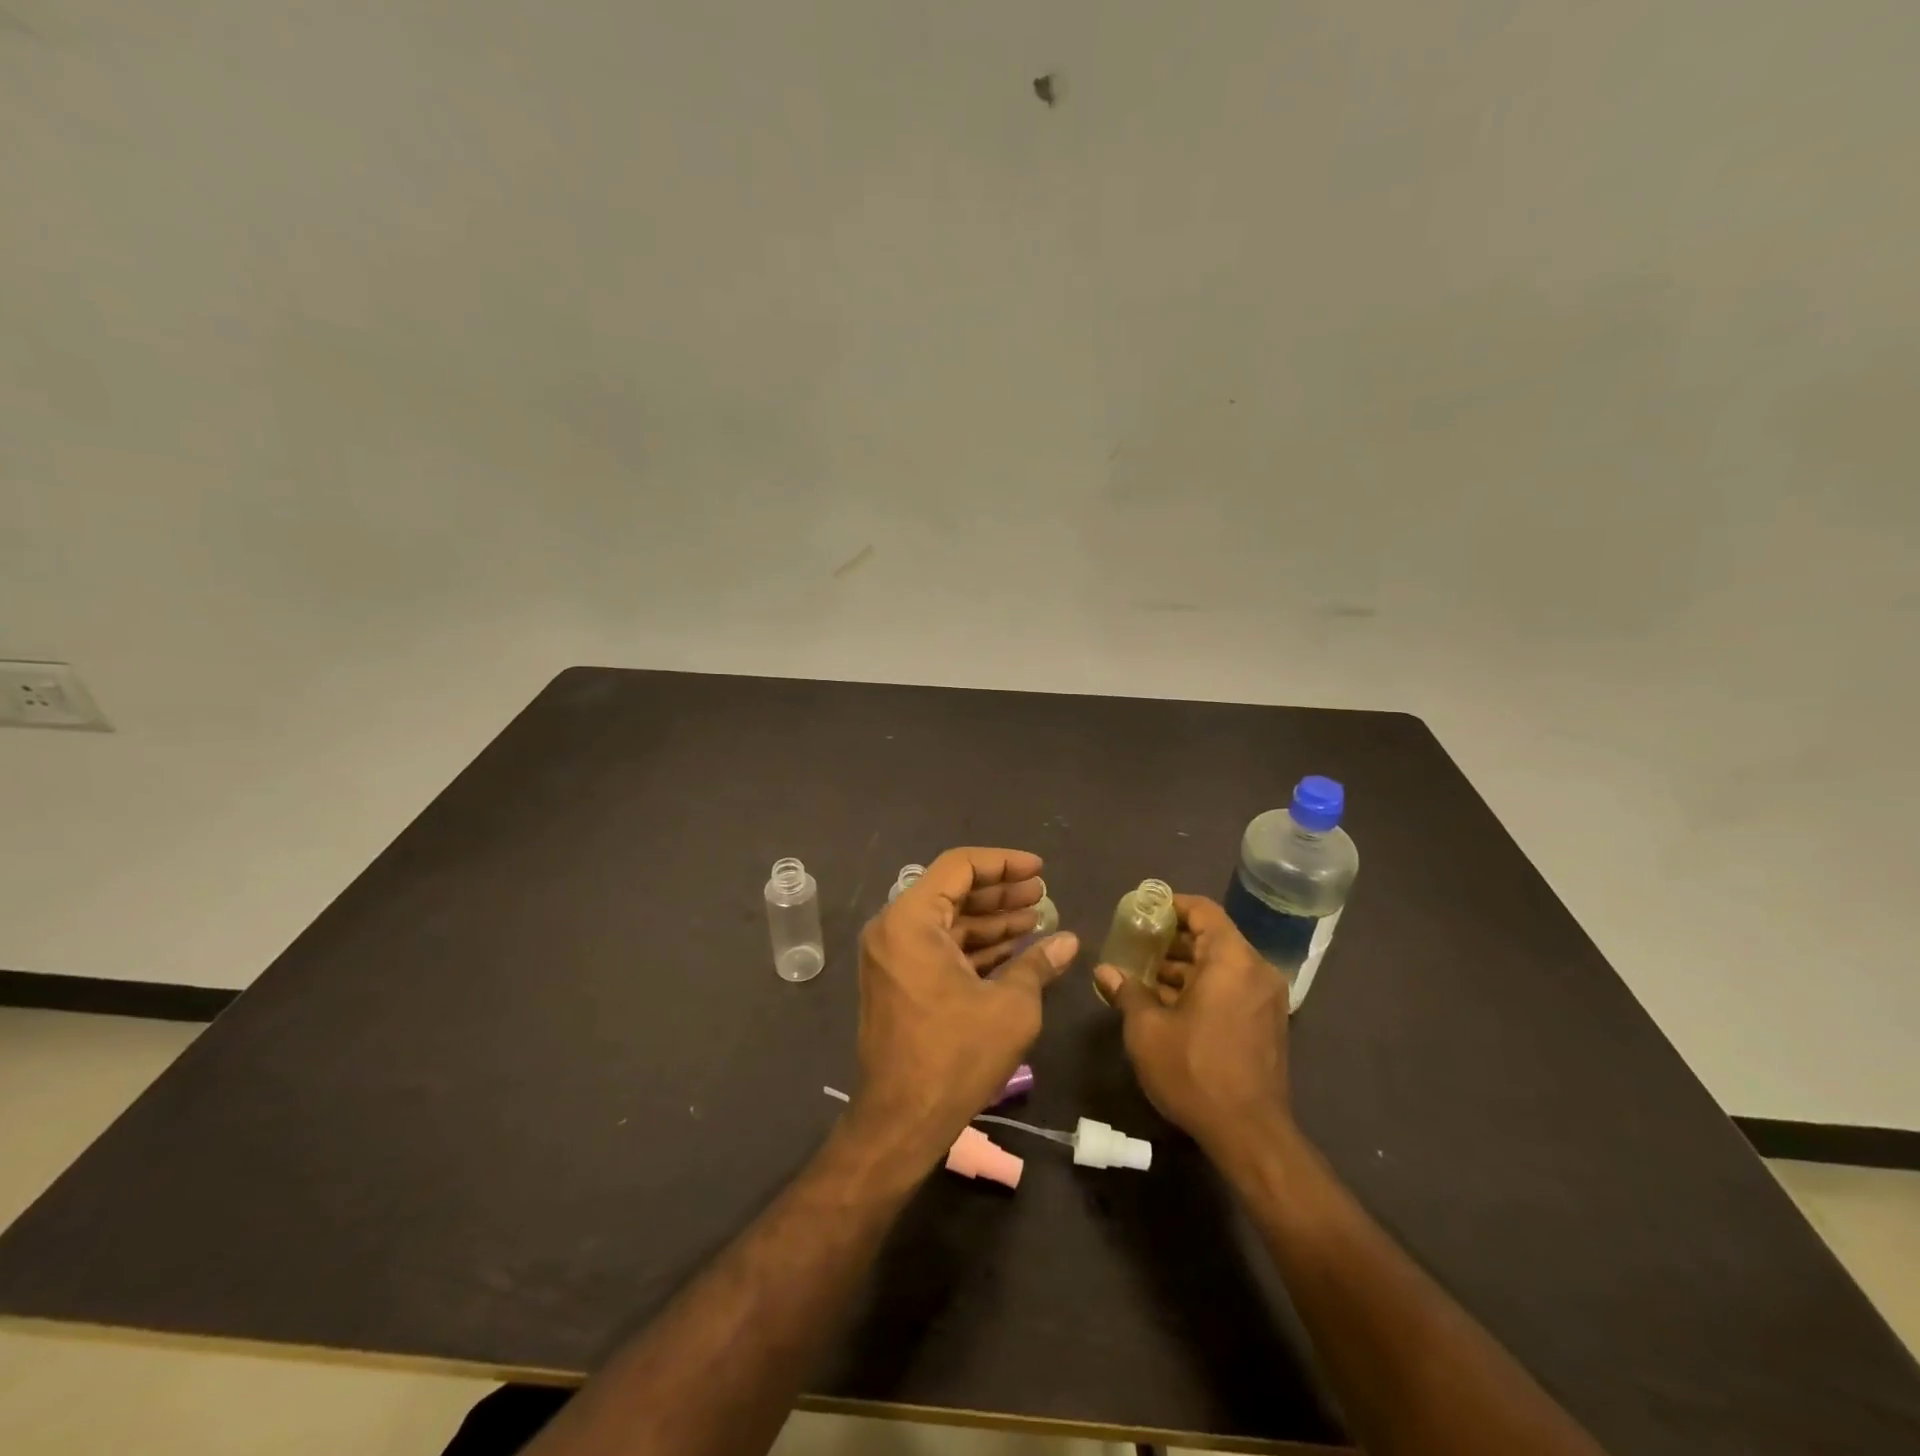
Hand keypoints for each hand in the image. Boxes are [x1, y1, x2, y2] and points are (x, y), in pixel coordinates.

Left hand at [845, 847, 1078, 1171]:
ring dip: (990, 919)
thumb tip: (1069, 941)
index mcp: (911, 920)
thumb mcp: (1010, 1006)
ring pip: (947, 921)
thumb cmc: (955, 1056)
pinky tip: (1012, 949)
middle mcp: (893, 929)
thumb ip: (1038, 964)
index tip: (1039, 870)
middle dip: (1000, 892)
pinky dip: (973, 945)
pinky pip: (938, 947)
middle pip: (952, 891)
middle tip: (1042, 894)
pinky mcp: (898, 981)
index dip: (1004, 862)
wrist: (901, 1121)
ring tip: (1035, 918)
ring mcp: (892, 956)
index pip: (959, 867)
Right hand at [1093, 894, 1291, 1157]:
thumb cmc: (1194, 1070)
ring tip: (1145, 976)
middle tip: (1136, 945)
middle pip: (1212, 936)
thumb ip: (1127, 992)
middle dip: (1172, 939)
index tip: (1142, 912)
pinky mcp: (1267, 1024)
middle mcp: (1256, 971)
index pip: (1203, 911)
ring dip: (1185, 966)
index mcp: (1231, 960)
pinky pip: (1231, 987)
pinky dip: (1202, 986)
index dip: (1171, 905)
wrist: (1249, 1134)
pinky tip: (1169, 1004)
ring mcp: (1266, 999)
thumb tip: (1105, 971)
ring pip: (1221, 965)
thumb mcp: (1147, 1029)